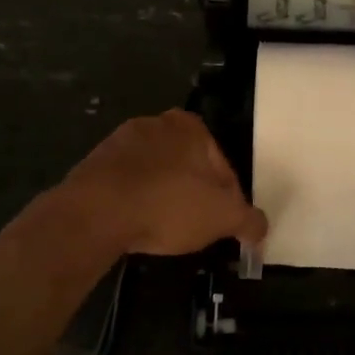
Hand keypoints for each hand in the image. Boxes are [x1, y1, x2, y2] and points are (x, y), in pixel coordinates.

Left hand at [61, 110, 267, 256]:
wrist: (95, 213)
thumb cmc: (168, 205)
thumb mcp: (223, 217)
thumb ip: (249, 221)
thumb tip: (261, 228)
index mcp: (191, 126)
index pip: (224, 167)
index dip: (230, 201)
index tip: (225, 226)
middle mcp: (155, 124)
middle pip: (190, 168)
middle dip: (196, 197)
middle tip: (198, 230)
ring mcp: (120, 142)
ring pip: (158, 176)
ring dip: (165, 199)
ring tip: (165, 231)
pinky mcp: (94, 164)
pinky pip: (128, 186)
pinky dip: (137, 202)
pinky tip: (138, 225)